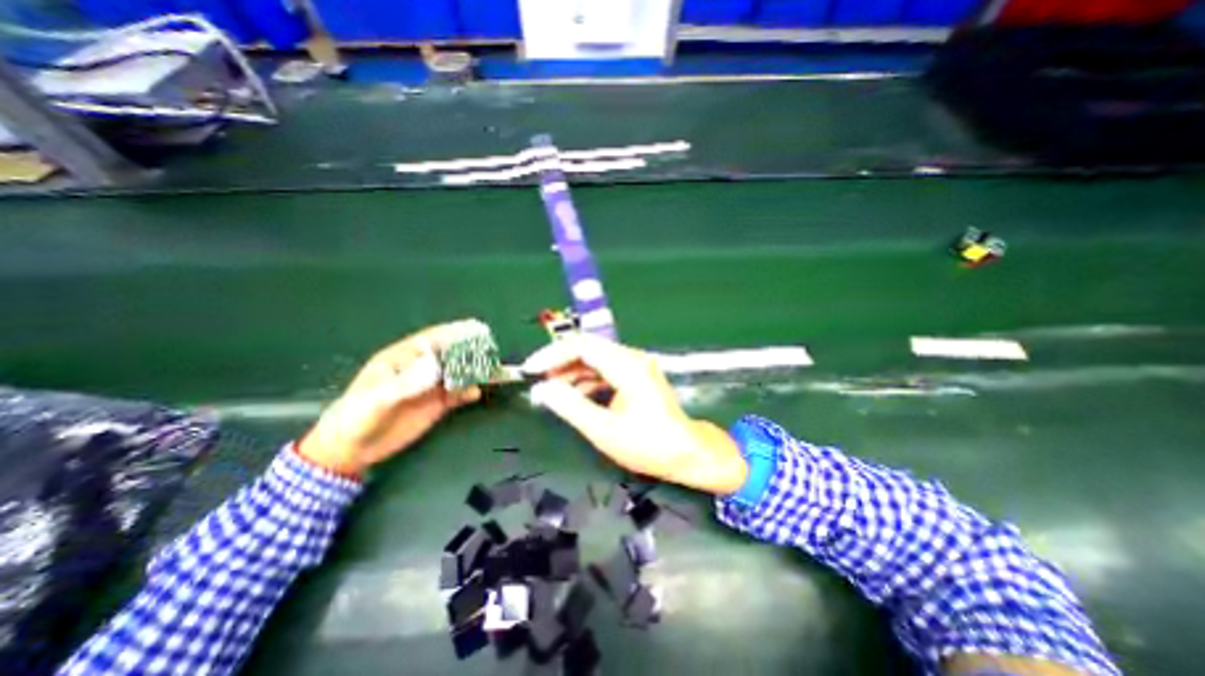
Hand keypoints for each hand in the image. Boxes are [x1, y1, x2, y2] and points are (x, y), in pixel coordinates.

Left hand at [300, 319, 482, 474]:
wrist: (351, 450)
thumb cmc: (356, 417)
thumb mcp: (376, 399)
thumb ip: (406, 382)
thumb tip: (435, 366)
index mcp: (402, 358)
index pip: (431, 340)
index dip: (453, 333)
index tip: (474, 328)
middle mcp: (420, 368)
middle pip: (450, 355)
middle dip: (470, 351)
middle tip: (490, 349)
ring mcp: (430, 386)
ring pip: (458, 373)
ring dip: (474, 372)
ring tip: (493, 371)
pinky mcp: (437, 404)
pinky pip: (458, 394)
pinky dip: (469, 392)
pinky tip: (476, 393)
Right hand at [522, 333, 749, 496]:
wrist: (687, 452)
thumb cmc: (648, 445)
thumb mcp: (604, 430)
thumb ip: (570, 407)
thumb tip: (542, 389)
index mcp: (626, 365)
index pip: (581, 346)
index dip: (552, 355)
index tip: (531, 371)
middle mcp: (632, 357)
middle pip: (588, 348)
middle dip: (559, 362)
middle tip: (538, 380)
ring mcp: (636, 364)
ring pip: (595, 358)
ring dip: (572, 371)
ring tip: (552, 389)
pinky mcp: (636, 374)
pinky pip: (605, 369)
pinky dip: (587, 379)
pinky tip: (575, 394)